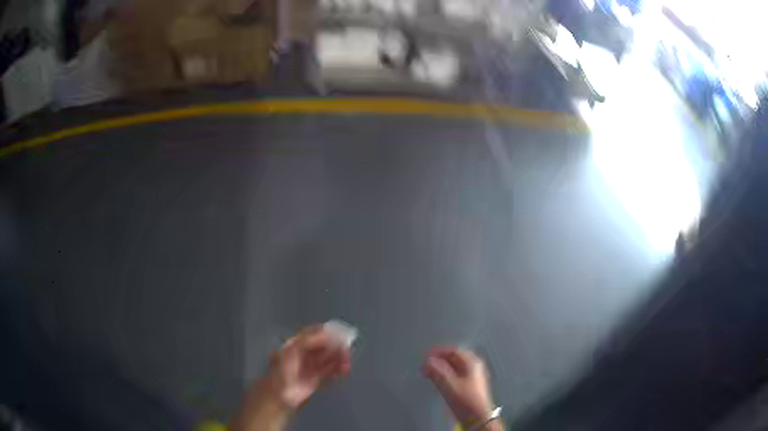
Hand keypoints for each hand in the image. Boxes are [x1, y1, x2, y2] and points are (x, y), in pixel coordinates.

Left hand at [265, 325, 351, 409]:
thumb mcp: (293, 349)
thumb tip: (325, 331)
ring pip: (328, 359)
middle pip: (322, 346)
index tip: (339, 333)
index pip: (312, 334)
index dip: (326, 332)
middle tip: (346, 347)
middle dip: (335, 346)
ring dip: (338, 358)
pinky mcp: (316, 378)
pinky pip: (329, 371)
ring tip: (347, 359)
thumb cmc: (283, 369)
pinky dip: (338, 369)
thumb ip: (309, 339)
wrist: (281, 393)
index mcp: (295, 344)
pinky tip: (344, 369)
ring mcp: (310, 366)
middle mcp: (303, 354)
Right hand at [423, 347, 499, 429]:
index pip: (453, 350)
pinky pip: (455, 375)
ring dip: (440, 368)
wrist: (478, 417)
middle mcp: (473, 366)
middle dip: (438, 360)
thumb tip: (428, 361)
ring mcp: (472, 376)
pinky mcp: (469, 385)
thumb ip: (438, 371)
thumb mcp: (449, 384)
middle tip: (425, 366)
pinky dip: (444, 375)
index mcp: (472, 363)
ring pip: (454, 367)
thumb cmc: (465, 399)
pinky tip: (438, 380)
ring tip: (428, 373)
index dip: (438, 352)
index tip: (425, 357)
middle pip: (454, 358)